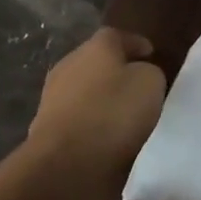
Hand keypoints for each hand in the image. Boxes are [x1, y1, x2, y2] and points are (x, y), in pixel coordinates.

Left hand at [29, 28, 165, 185]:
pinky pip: (79, 120)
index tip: (152, 55)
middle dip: (117, 71)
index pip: (116, 36)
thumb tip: (139, 76)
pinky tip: (109, 138)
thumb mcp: (151, 83)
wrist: (67, 164)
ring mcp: (53, 99)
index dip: (136, 44)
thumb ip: (148, 72)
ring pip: (85, 92)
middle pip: (96, 62)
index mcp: (94, 48)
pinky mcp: (48, 131)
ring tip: (127, 115)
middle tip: (140, 84)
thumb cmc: (114, 113)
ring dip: (103, 100)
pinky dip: (94, 125)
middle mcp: (69, 67)